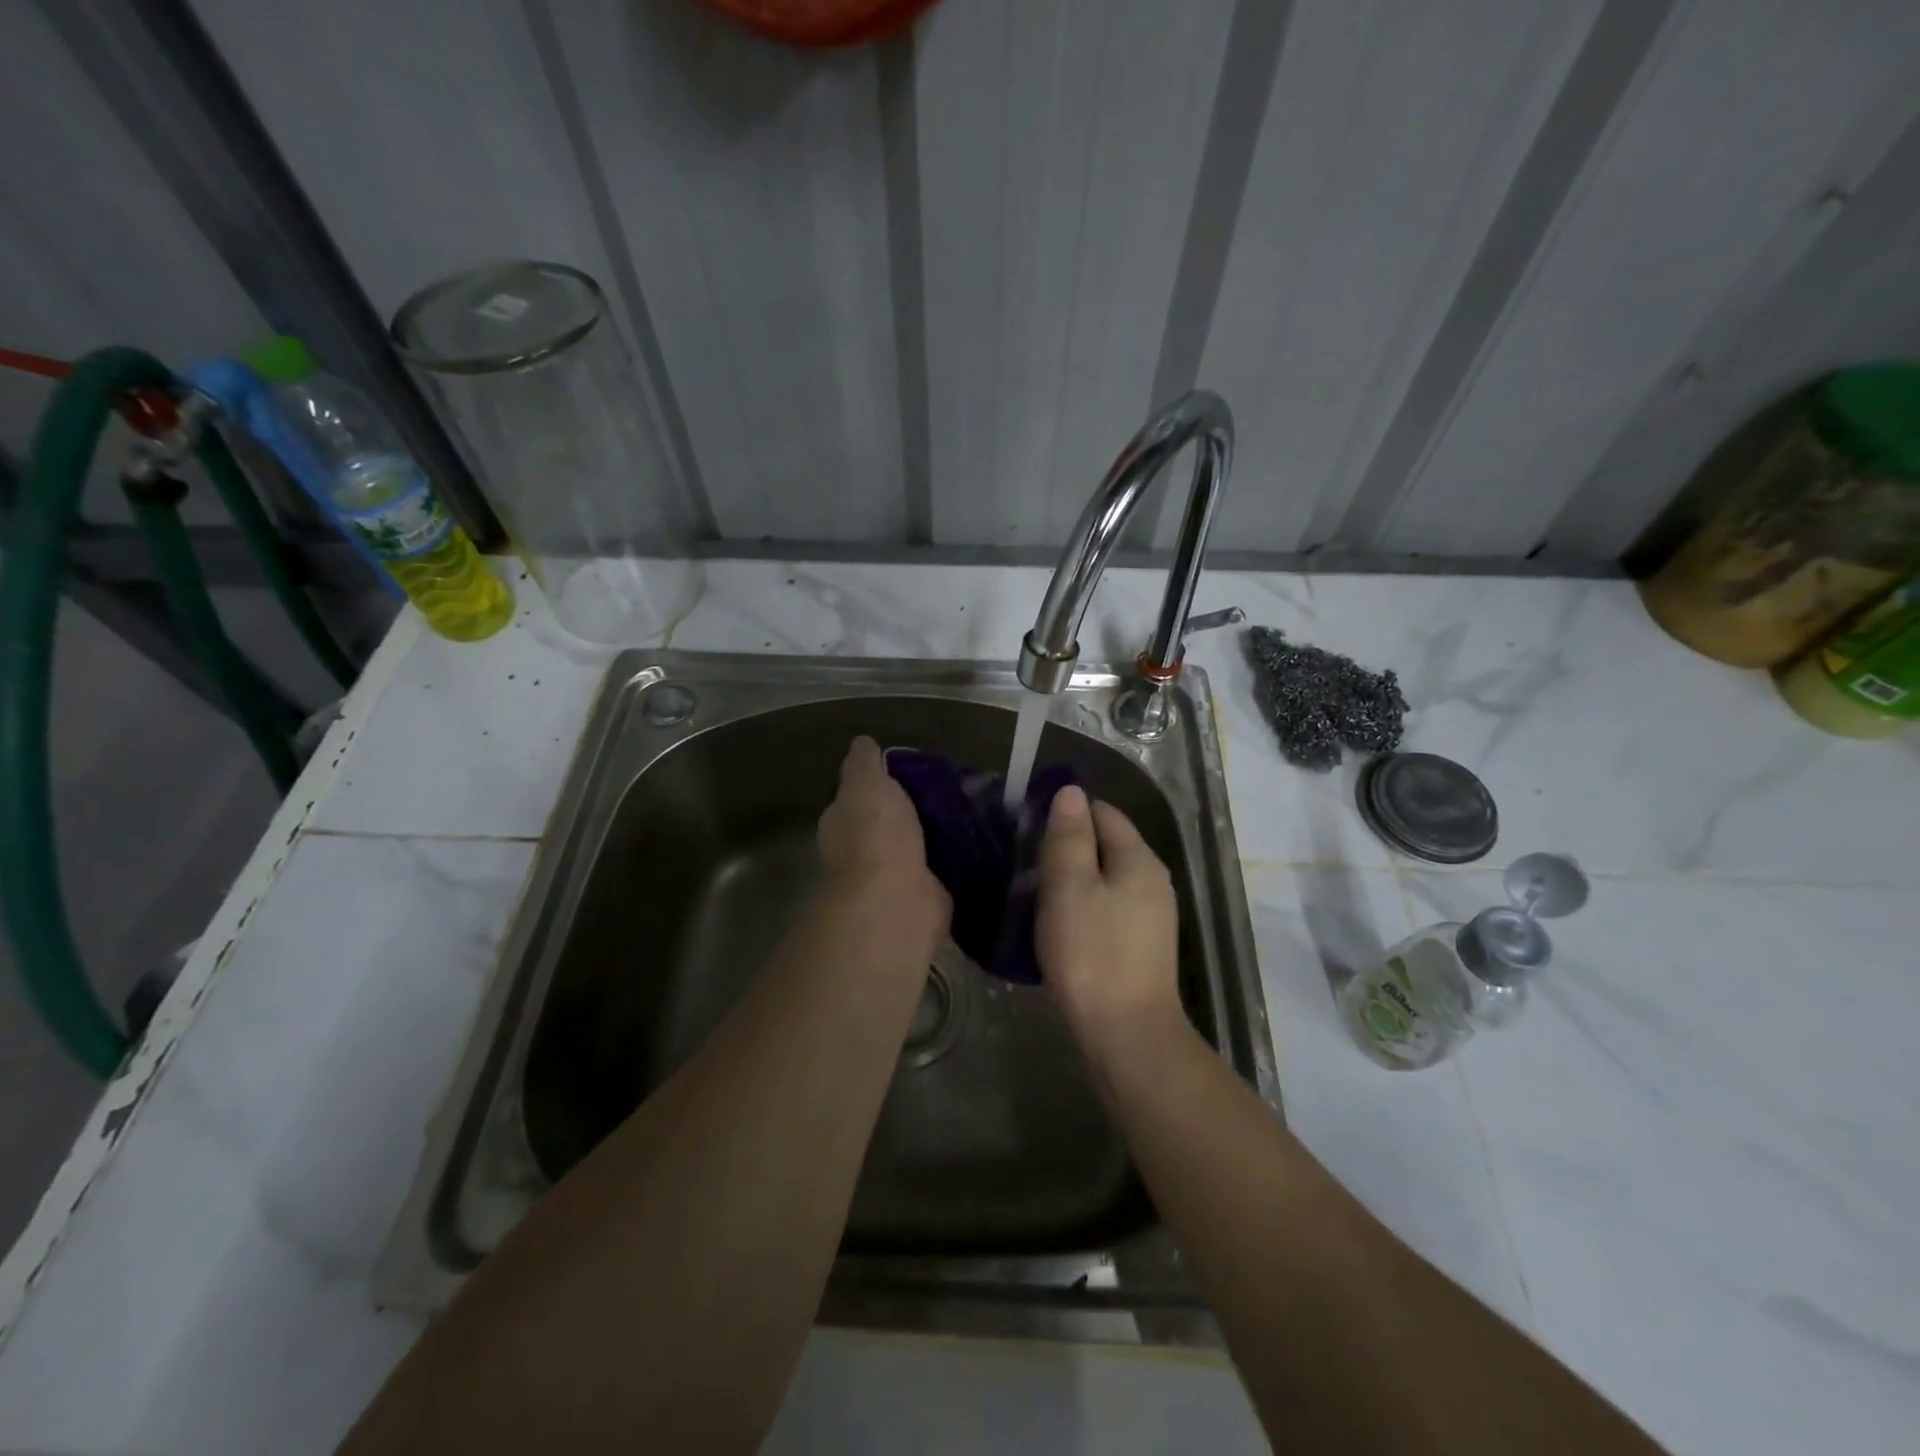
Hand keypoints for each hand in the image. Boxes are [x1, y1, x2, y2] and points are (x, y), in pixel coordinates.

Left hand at [817, 736, 949, 961]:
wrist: (896, 898)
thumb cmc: (875, 833)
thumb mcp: (866, 782)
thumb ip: (864, 762)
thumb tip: (864, 743)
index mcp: (841, 822)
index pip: (857, 796)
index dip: (878, 784)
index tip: (908, 771)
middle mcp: (859, 851)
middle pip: (886, 822)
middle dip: (909, 810)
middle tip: (945, 790)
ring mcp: (889, 876)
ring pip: (913, 844)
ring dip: (932, 834)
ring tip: (965, 811)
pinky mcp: (921, 895)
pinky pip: (936, 868)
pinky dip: (949, 858)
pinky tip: (972, 842)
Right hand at [1037, 787, 1185, 1061]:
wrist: (1127, 1035)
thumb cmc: (1092, 954)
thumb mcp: (1069, 887)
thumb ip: (1069, 836)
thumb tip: (1071, 791)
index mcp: (1139, 859)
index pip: (1104, 812)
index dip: (1067, 812)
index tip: (1030, 827)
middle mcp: (1153, 880)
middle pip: (1108, 843)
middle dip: (1069, 844)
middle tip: (1025, 861)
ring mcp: (1151, 915)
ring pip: (1107, 877)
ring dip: (1074, 877)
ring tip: (1035, 891)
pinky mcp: (1142, 944)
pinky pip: (1109, 905)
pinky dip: (1084, 904)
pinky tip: (1060, 923)